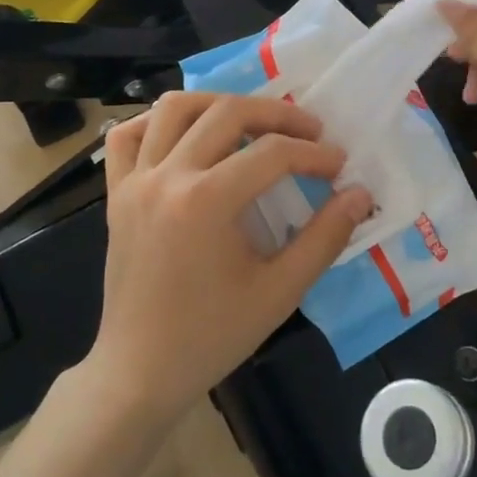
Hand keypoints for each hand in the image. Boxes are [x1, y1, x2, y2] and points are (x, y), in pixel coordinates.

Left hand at [86, 92, 371, 423]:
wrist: (140, 372)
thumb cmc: (212, 336)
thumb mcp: (280, 292)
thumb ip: (325, 238)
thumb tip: (360, 195)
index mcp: (206, 202)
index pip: (272, 154)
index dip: (314, 154)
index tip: (339, 166)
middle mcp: (167, 177)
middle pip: (227, 113)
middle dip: (277, 115)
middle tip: (309, 132)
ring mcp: (135, 182)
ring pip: (175, 108)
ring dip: (219, 103)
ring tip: (251, 120)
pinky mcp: (116, 194)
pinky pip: (127, 137)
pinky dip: (155, 122)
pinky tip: (185, 133)